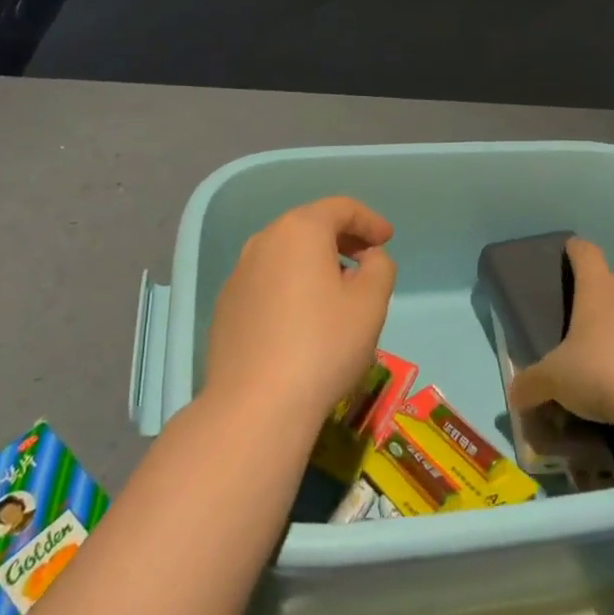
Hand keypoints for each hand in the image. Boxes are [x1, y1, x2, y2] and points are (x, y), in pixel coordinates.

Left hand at [204, 197, 397, 433]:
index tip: (387, 239)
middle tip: (367, 259)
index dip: (369, 220)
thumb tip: (367, 259)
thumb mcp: (370, 303)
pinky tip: (302, 318)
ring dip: (315, 262)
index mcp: (300, 230)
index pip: (341, 208)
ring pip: (286, 254)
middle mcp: (264, 241)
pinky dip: (291, 285)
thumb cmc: (323, 345)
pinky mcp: (226, 307)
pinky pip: (267, 281)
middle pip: (309, 226)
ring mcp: (239, 274)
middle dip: (342, 238)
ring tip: (338, 290)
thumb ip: (380, 267)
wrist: (255, 406)